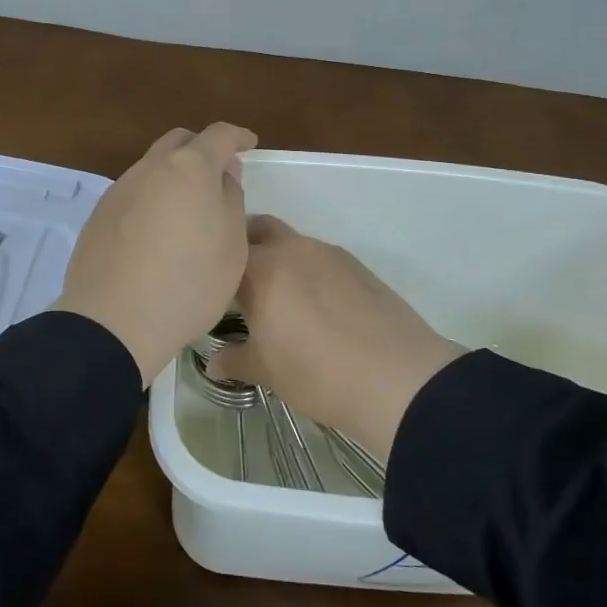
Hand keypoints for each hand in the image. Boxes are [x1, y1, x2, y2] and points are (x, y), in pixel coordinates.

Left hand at [55, 123, 257, 384]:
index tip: (249, 143)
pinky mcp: (98, 217)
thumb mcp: (232, 245)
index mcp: (189, 167)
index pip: (218, 135)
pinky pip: (133, 195)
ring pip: (152, 169)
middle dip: (201, 149)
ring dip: (173, 177)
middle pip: (178, 143)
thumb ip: (231, 199)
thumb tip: (223, 173)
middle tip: (218, 175)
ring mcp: (119, 191)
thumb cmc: (189, 283)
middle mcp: (150, 169)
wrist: (114, 323)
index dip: (237, 136)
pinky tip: (156, 234)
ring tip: (187, 210)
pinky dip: (151, 201)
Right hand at [210, 215, 464, 459]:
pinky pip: (320, 257)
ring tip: (278, 297)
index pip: (224, 251)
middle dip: (245, 246)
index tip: (207, 286)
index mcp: (261, 268)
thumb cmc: (318, 374)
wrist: (398, 378)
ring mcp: (328, 253)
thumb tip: (212, 363)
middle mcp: (292, 248)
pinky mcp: (357, 265)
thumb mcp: (267, 372)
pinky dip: (308, 270)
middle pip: (258, 228)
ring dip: (278, 258)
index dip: (213, 266)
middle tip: (238, 281)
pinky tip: (315, 305)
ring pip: (291, 242)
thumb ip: (235, 360)